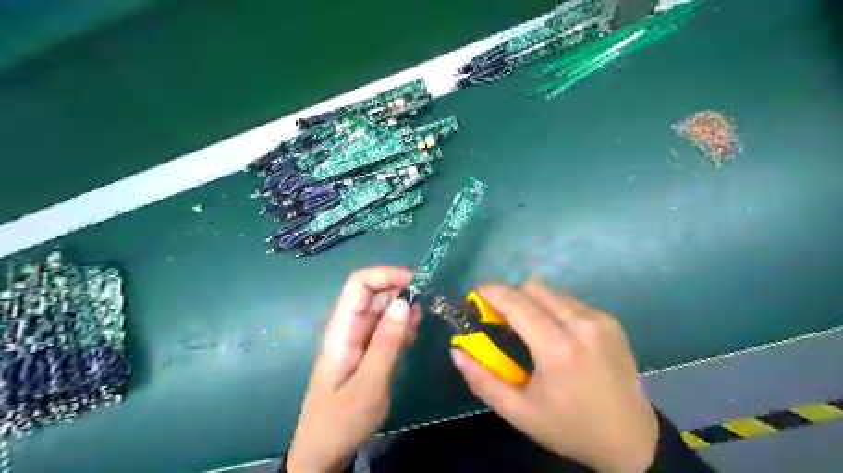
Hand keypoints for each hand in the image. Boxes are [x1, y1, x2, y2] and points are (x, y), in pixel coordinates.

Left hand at [288, 268, 421, 471]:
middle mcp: (349, 327)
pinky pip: (385, 328)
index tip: (416, 283)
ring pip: (382, 310)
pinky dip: (401, 327)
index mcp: (342, 329)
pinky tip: (410, 340)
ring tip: (417, 328)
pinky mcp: (367, 350)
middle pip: (374, 294)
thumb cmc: (341, 420)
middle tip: (424, 309)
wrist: (324, 452)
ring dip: (403, 311)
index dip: (386, 275)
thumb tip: (404, 302)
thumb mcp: (369, 383)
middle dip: (400, 292)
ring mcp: (358, 339)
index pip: (359, 284)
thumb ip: (387, 342)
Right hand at [451, 281, 653, 472]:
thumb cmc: (569, 427)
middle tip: (499, 317)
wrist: (631, 439)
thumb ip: (482, 380)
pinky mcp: (610, 320)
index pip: (517, 302)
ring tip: (527, 327)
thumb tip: (457, 351)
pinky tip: (554, 333)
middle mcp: (581, 324)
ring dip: (532, 301)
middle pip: (533, 288)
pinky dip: (553, 308)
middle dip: (510, 296)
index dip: (492, 292)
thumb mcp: (519, 412)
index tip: (476, 294)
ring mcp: (599, 319)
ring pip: (551, 292)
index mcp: (557, 348)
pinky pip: (570, 301)